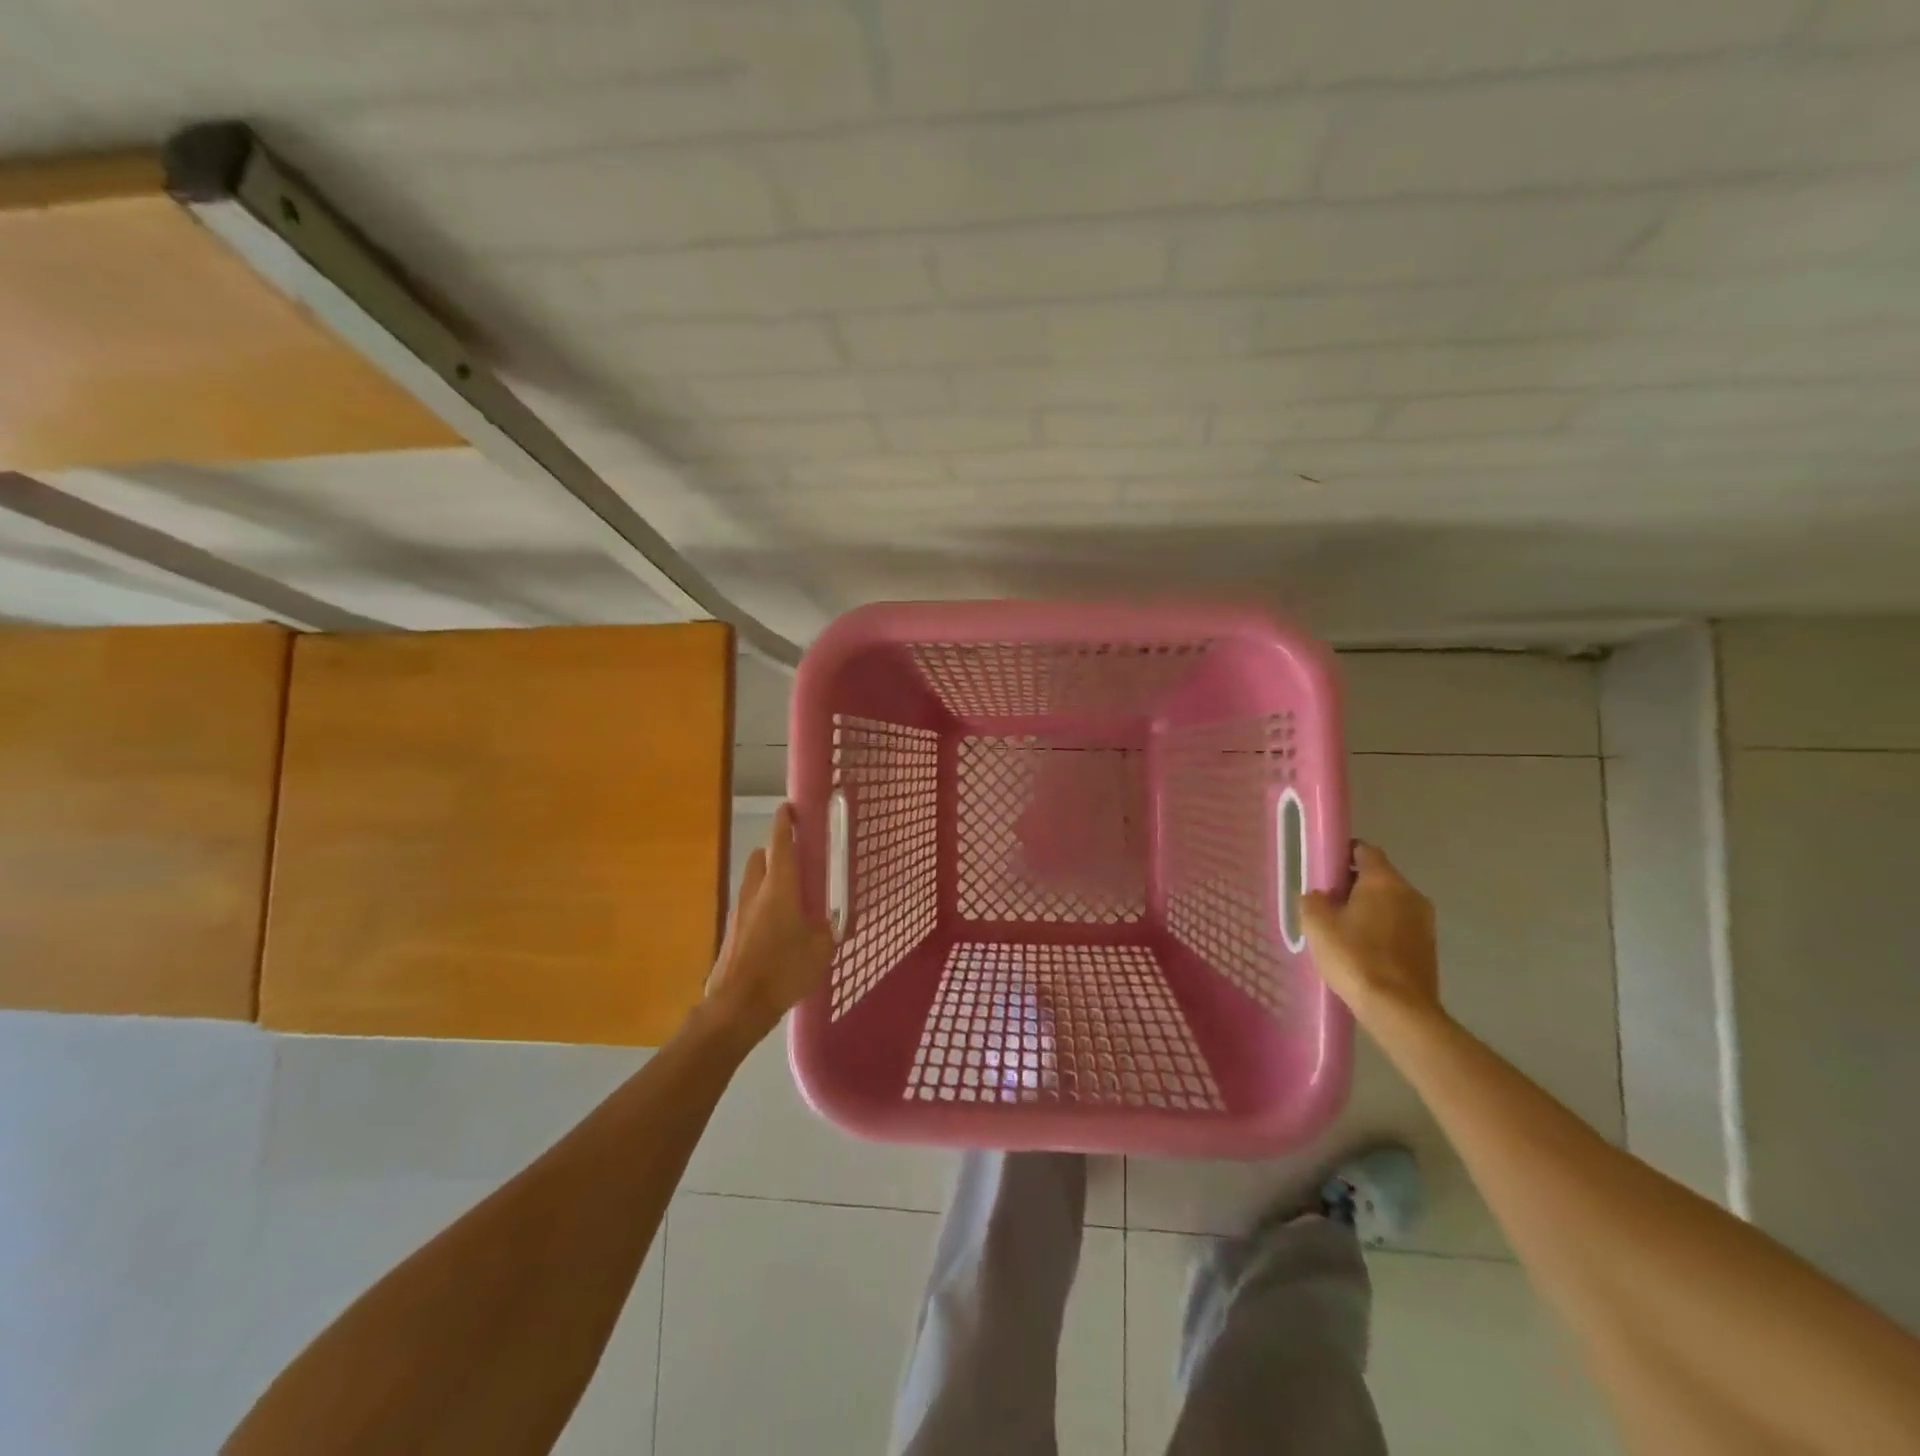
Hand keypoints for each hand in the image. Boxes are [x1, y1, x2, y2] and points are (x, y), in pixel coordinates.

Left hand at [704, 803, 836, 1042]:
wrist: (736, 1006)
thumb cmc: (783, 970)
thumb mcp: (820, 950)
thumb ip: (827, 930)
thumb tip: (829, 923)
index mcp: (780, 887)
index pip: (780, 843)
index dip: (785, 822)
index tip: (790, 808)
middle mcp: (755, 891)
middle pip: (761, 857)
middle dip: (775, 852)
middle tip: (797, 861)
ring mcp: (738, 912)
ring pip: (752, 882)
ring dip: (767, 880)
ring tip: (789, 898)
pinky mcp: (731, 932)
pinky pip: (748, 907)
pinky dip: (760, 906)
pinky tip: (775, 928)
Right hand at [1300, 842, 1441, 1025]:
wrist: (1399, 1010)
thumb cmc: (1355, 957)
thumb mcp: (1317, 924)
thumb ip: (1313, 900)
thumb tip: (1318, 896)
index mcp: (1384, 881)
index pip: (1365, 850)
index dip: (1343, 854)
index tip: (1324, 869)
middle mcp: (1410, 894)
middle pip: (1378, 877)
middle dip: (1353, 884)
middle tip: (1327, 902)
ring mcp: (1424, 922)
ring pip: (1390, 903)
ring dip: (1368, 909)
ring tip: (1342, 929)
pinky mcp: (1428, 947)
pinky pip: (1399, 925)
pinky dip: (1381, 929)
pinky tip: (1362, 950)